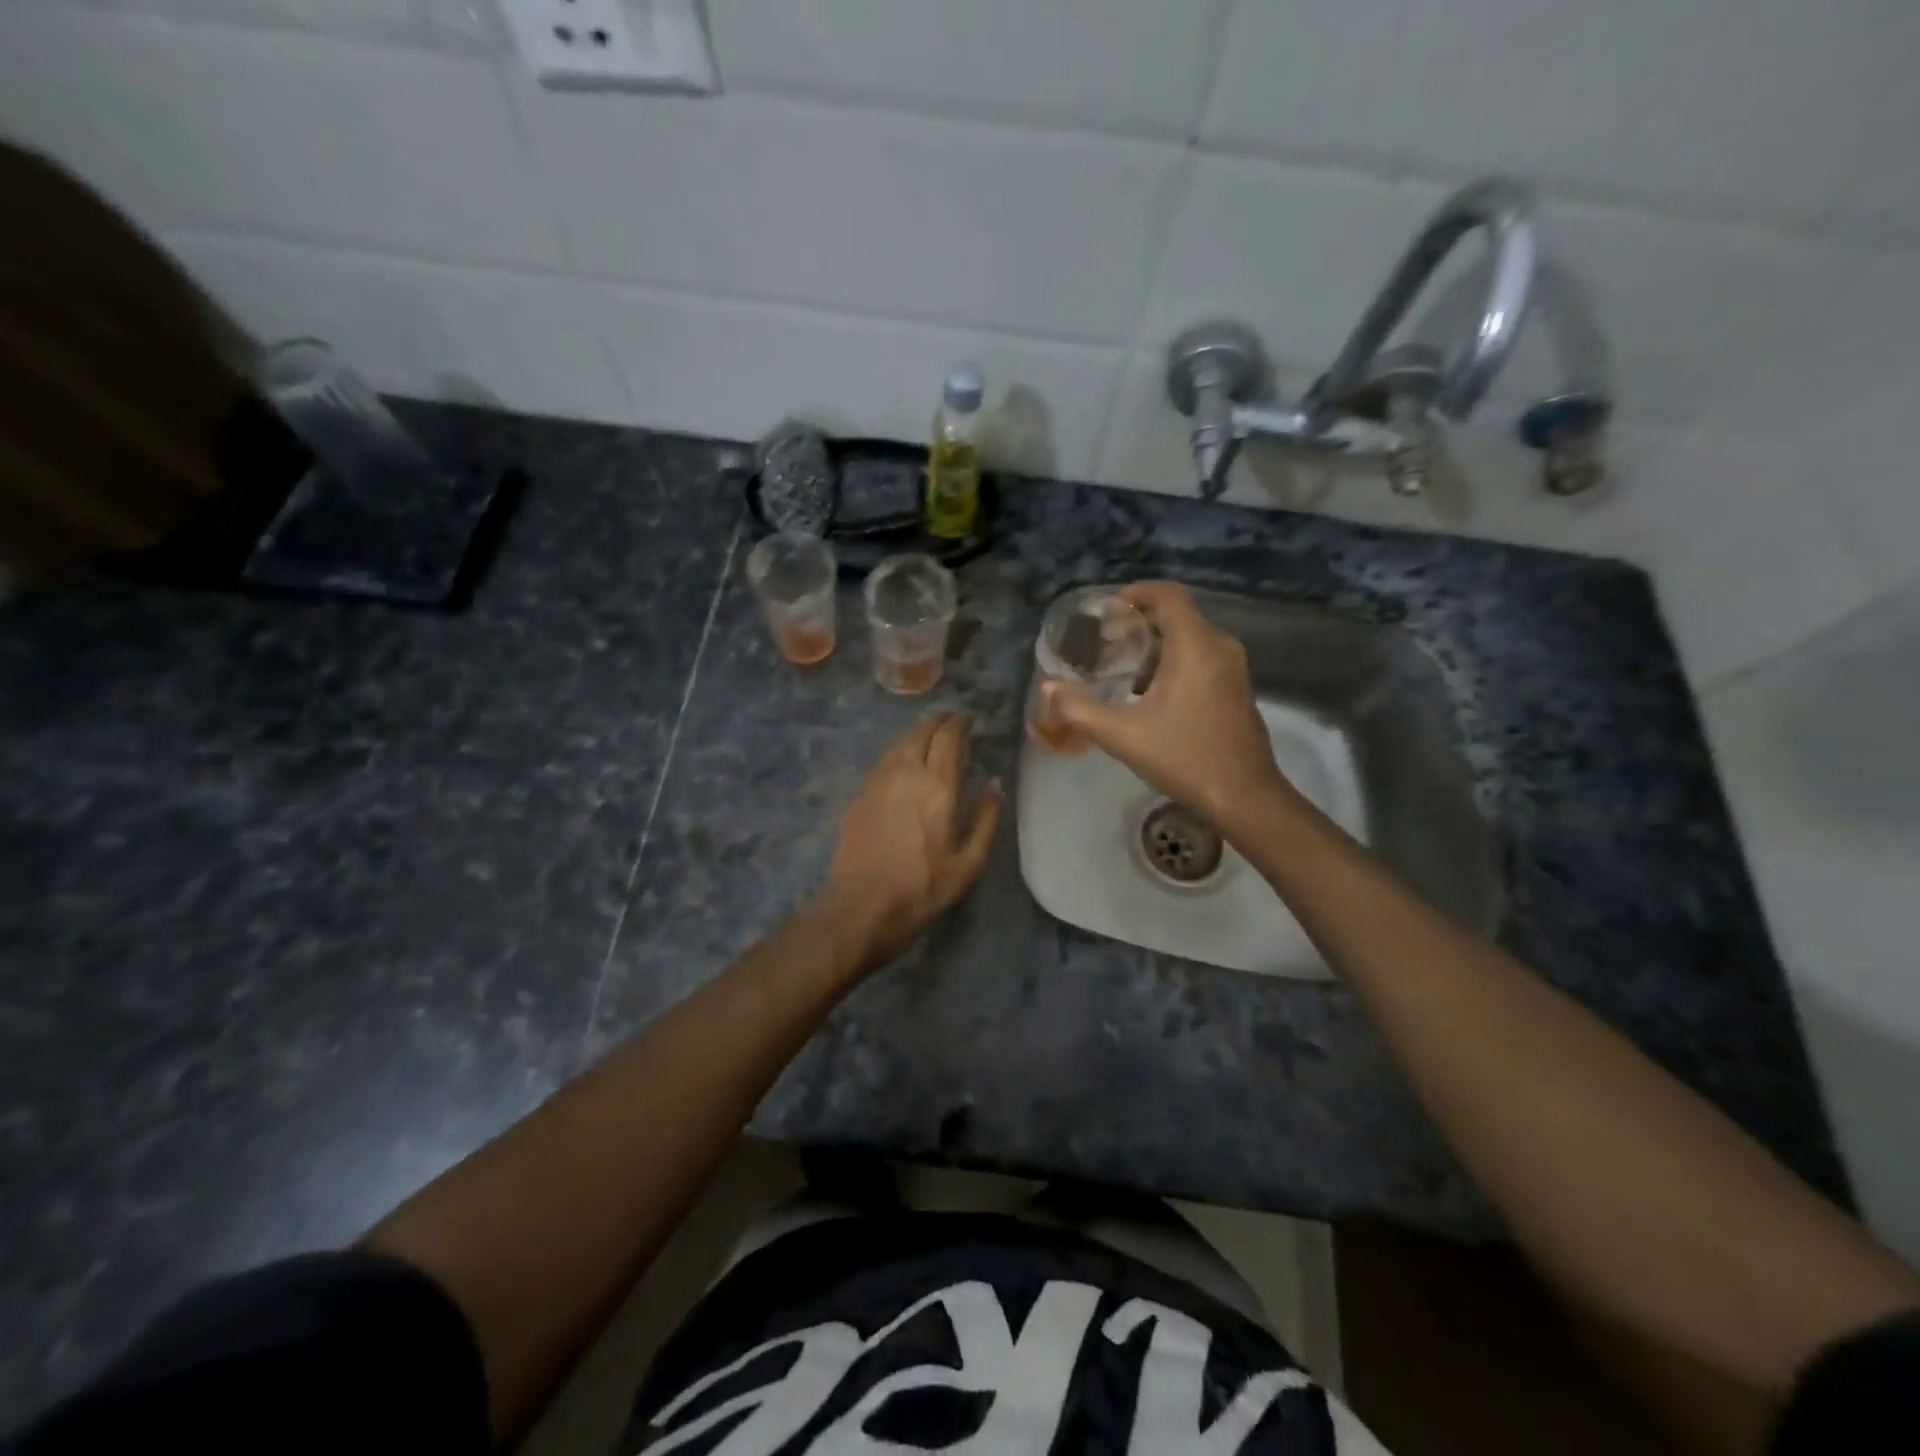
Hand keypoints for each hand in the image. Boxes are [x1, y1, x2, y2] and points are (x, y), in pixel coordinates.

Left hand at [820, 713, 1003, 971]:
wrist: (860, 907)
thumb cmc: (923, 889)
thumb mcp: (969, 863)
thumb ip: (987, 818)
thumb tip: (996, 784)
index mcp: (938, 785)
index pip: (949, 737)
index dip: (960, 723)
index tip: (969, 720)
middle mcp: (907, 772)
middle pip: (922, 731)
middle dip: (939, 721)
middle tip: (952, 723)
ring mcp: (878, 781)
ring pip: (899, 741)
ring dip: (917, 732)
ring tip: (930, 735)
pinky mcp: (860, 794)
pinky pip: (884, 759)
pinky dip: (899, 750)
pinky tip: (904, 761)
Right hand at [1043, 581, 1299, 831]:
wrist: (1244, 797)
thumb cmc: (1184, 758)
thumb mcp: (1122, 735)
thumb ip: (1079, 709)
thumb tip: (1046, 689)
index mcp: (1195, 645)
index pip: (1168, 595)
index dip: (1137, 594)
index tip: (1108, 610)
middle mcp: (1219, 647)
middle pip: (1177, 616)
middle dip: (1139, 624)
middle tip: (1105, 645)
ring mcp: (1233, 669)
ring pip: (1190, 639)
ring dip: (1155, 646)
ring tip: (1121, 670)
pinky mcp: (1237, 690)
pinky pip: (1202, 659)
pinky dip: (1173, 663)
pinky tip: (1149, 695)